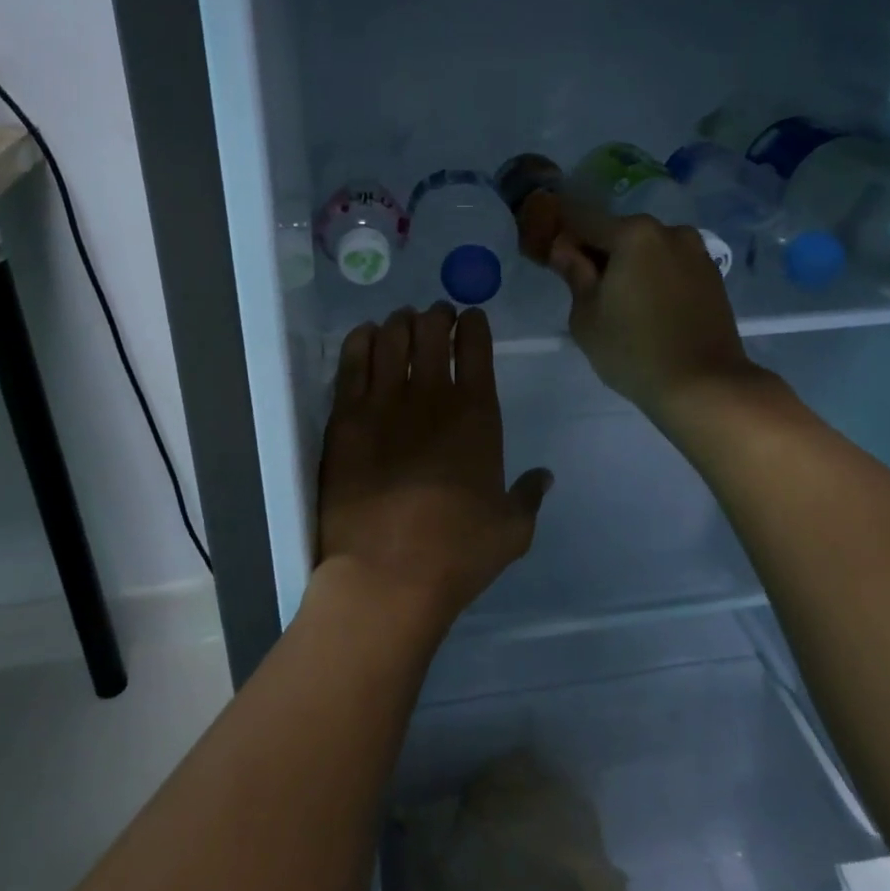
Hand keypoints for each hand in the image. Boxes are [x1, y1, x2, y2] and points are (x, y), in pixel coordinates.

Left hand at [317, 303, 551, 637]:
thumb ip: (529, 496)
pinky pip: (352, 361)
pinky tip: (367, 335)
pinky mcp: (345, 418)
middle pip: (431, 331)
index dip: (473, 324)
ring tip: (402, 322)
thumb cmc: (457, 553)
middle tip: (435, 316)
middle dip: (436, 316)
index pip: (476, 346)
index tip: (470, 318)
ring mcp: (384, 403)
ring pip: (391, 338)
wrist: (386, 574)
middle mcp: (431, 396)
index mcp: (478, 414)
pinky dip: (361, 339)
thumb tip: (544, 477)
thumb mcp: (512, 529)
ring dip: (400, 322)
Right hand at [536, 193, 758, 418]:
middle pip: (619, 232)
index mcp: (633, 234)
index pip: (582, 219)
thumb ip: (574, 273)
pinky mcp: (713, 276)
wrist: (704, 385)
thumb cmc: (633, 351)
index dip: (562, 235)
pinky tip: (649, 309)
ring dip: (630, 265)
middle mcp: (669, 231)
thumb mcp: (587, 315)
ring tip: (622, 303)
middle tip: (586, 290)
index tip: (553, 260)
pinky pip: (671, 266)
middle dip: (599, 252)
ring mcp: (696, 252)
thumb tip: (564, 249)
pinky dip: (655, 277)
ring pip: (648, 249)